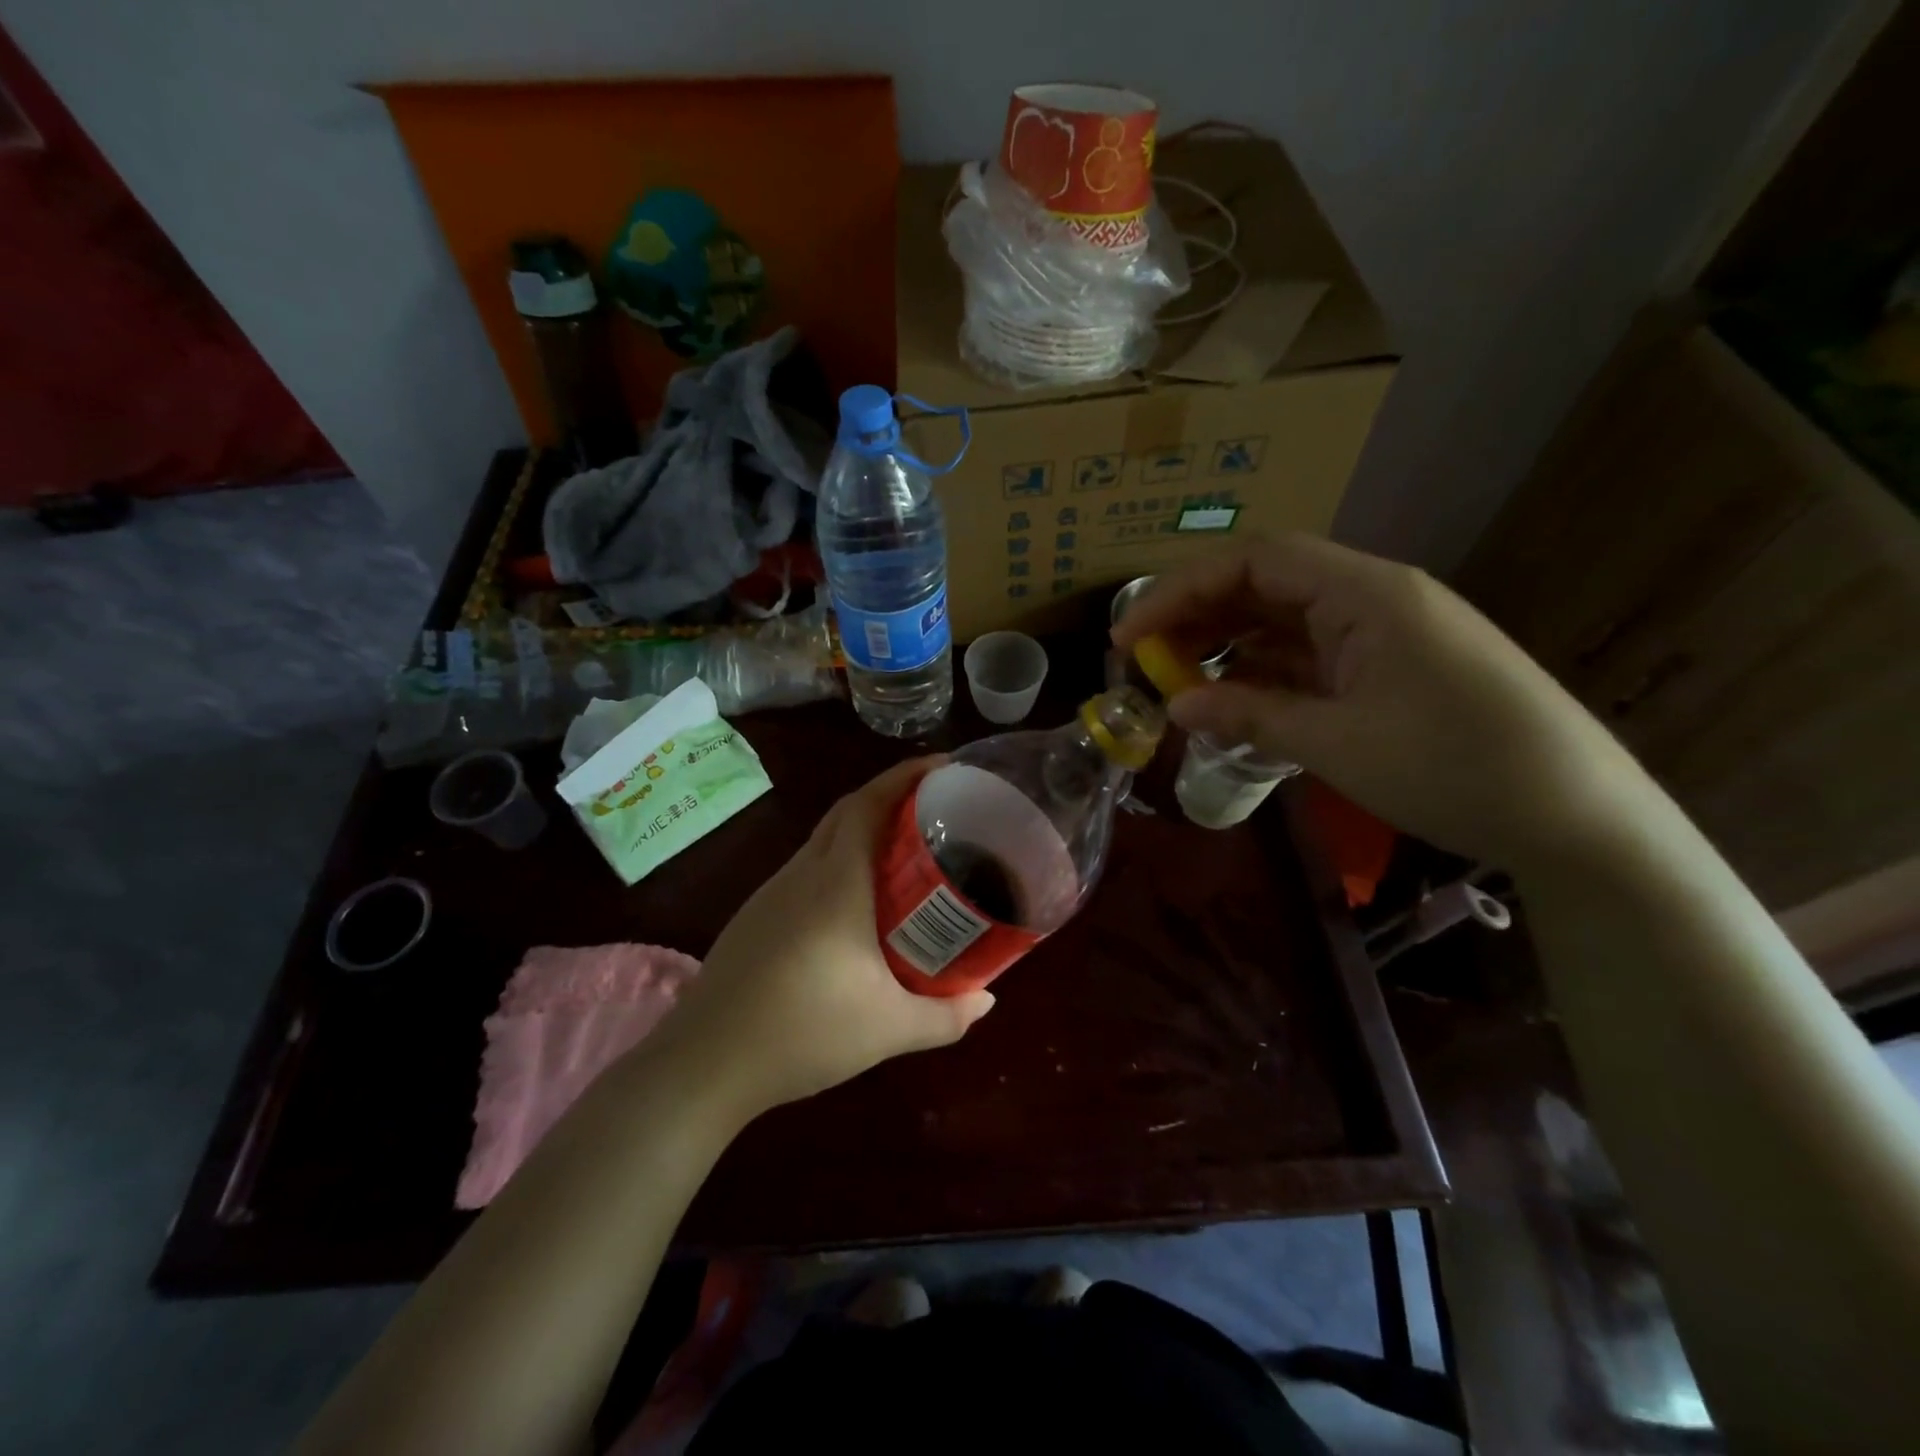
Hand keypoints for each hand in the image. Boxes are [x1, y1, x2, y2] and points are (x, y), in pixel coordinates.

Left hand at [657, 758, 995, 1117]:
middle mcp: (802, 874)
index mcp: (836, 882)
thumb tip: (987, 1001)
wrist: (704, 1063)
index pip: (869, 804)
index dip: (905, 776)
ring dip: (863, 832)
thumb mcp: (889, 1029)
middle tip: (937, 809)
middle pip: (847, 812)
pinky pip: (807, 870)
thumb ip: (947, 1016)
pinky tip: (856, 904)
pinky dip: (839, 863)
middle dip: (891, 797)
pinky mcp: (755, 916)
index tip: (943, 766)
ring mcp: (772, 893)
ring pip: (824, 841)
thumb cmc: (804, 1032)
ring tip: (904, 854)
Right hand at [1113, 535, 1653, 864]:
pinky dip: (1266, 674)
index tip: (1128, 636)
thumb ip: (1249, 713)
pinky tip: (1235, 700)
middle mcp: (1374, 597)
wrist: (1578, 818)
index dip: (1180, 590)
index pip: (1253, 561)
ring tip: (1178, 682)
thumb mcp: (1337, 742)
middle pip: (1265, 584)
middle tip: (1144, 659)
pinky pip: (1312, 657)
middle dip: (1197, 615)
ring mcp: (1386, 634)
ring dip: (1228, 646)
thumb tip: (1176, 705)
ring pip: (1286, 622)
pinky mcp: (1393, 669)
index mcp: (1366, 592)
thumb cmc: (1454, 767)